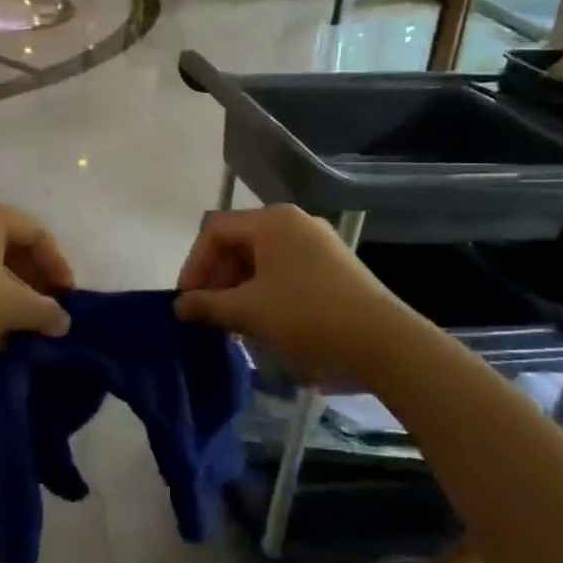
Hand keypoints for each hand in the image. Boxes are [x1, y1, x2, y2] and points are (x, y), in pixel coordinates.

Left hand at [0, 200, 74, 360]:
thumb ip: (44, 312)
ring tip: (21, 327)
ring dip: (9, 295)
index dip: (57, 265)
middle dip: (33, 282)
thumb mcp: (11, 307)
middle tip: (47, 310)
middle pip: (12, 247)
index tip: (68, 297)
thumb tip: (62, 321)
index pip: (37, 234)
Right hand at [174, 205, 411, 381]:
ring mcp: (317, 242)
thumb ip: (207, 305)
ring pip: (261, 258)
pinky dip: (264, 289)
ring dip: (239, 287)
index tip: (186, 302)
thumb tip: (180, 305)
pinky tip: (263, 319)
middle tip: (207, 314)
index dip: (194, 265)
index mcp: (271, 220)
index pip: (215, 231)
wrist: (383, 342)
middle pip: (238, 242)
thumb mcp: (248, 311)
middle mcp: (293, 221)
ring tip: (232, 322)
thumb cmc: (307, 316)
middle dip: (216, 278)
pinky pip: (284, 269)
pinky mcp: (333, 265)